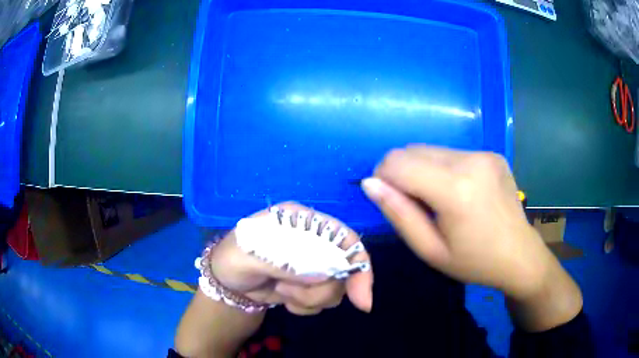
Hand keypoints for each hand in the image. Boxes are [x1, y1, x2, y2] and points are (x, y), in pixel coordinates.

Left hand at [209, 202, 373, 314]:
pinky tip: (284, 300)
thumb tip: (321, 276)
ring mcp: (313, 264)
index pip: (344, 238)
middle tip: (289, 293)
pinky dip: (306, 306)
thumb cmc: (232, 259)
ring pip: (335, 288)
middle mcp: (313, 240)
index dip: (359, 266)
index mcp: (301, 221)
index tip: (361, 300)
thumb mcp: (247, 256)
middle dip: (321, 290)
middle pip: (345, 269)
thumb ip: (282, 261)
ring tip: (282, 292)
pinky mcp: (309, 284)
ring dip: (310, 299)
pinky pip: (323, 301)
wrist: (227, 282)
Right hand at [361, 146, 556, 299]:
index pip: (397, 163)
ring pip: (431, 149)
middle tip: (416, 206)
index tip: (390, 201)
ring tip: (440, 200)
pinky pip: (452, 153)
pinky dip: (444, 169)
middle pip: (412, 150)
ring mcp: (484, 153)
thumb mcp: (430, 250)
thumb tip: (370, 183)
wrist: (519, 256)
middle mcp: (470, 160)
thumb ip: (398, 214)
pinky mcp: (492, 153)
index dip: (383, 178)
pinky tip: (460, 192)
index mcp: (455, 189)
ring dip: (423, 170)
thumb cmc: (474, 261)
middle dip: (401, 173)